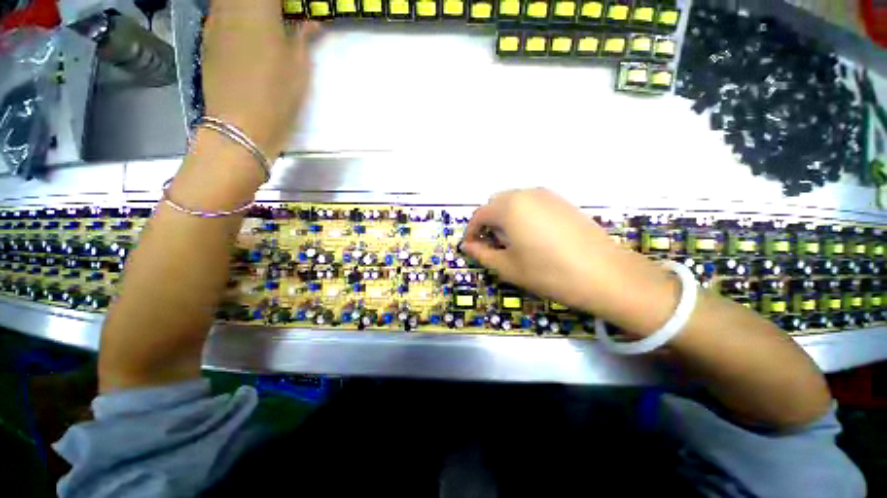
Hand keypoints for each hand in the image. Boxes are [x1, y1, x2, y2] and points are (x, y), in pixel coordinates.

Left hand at [202, 0, 319, 158]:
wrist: (240, 126)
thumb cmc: (276, 97)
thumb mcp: (299, 69)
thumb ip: (303, 39)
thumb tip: (312, 23)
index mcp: (258, 10)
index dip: (282, 2)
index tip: (292, 10)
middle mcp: (230, 7)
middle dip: (265, 4)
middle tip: (279, 15)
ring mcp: (213, 22)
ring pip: (228, 1)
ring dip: (247, 8)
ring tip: (263, 21)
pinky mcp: (206, 39)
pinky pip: (219, 13)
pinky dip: (232, 14)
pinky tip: (245, 30)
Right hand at [462, 189, 679, 334]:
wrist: (604, 274)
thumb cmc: (548, 273)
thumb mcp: (508, 267)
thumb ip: (482, 254)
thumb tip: (468, 247)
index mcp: (509, 207)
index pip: (479, 215)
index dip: (471, 231)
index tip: (471, 247)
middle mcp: (526, 194)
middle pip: (496, 203)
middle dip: (488, 222)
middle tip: (492, 244)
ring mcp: (547, 195)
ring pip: (514, 201)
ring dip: (505, 217)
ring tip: (513, 241)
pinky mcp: (563, 201)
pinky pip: (532, 202)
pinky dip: (523, 214)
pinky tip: (533, 235)